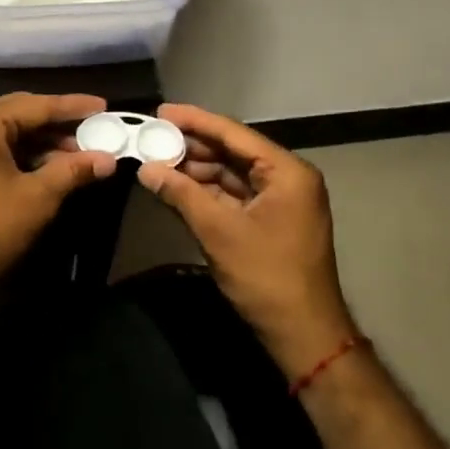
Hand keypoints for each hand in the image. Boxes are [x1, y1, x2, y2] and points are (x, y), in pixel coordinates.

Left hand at [0, 93, 116, 313]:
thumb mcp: (37, 198)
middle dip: (57, 124)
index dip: (72, 107)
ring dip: (40, 142)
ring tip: (78, 152)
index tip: (103, 105)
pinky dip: (19, 154)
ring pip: (5, 132)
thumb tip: (108, 159)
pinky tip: (47, 166)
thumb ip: (72, 170)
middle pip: (18, 113)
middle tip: (93, 128)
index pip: (35, 105)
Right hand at [137, 103, 357, 379]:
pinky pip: (233, 195)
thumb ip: (181, 194)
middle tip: (151, 139)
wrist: (304, 336)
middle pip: (231, 151)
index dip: (194, 120)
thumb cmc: (266, 277)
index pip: (233, 133)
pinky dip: (205, 192)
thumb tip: (145, 168)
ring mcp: (279, 201)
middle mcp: (286, 178)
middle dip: (191, 147)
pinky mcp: (269, 221)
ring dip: (195, 170)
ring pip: (230, 173)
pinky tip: (176, 188)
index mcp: (286, 171)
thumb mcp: (219, 232)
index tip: (160, 112)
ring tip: (156, 163)